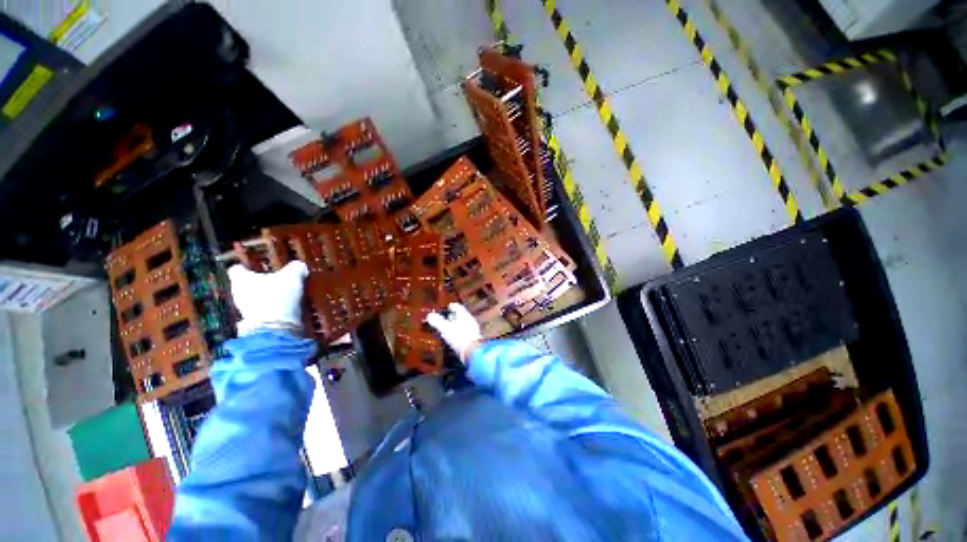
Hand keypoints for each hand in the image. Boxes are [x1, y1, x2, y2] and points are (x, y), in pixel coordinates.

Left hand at [228, 261, 308, 335]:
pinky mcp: (255, 322)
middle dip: (261, 281)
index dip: (249, 266)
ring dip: (268, 295)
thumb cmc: (279, 296)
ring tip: (286, 293)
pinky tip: (286, 306)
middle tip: (279, 279)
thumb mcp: (293, 276)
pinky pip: (263, 310)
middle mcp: (238, 293)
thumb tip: (299, 265)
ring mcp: (245, 310)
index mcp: (241, 279)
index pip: (238, 268)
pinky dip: (272, 307)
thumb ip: (296, 268)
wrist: (277, 328)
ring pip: (255, 297)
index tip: (260, 266)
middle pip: (247, 283)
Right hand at [425, 303, 482, 363]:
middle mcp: (469, 320)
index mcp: (463, 315)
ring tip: (447, 328)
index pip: (457, 307)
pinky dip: (458, 333)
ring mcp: (472, 329)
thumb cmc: (459, 337)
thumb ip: (437, 321)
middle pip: (460, 315)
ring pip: (462, 324)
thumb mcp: (446, 328)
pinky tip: (454, 338)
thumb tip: (429, 315)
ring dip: (455, 325)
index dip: (451, 306)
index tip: (447, 307)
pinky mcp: (472, 339)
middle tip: (445, 317)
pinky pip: (464, 332)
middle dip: (453, 316)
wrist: (474, 352)